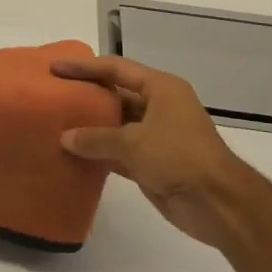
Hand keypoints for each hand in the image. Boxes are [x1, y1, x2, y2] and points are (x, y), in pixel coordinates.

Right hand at [52, 55, 271, 250]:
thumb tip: (65, 138)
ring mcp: (156, 135)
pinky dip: (99, 153)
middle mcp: (159, 107)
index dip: (84, 67)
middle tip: (53, 96)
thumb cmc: (179, 157)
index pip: (115, 69)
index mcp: (161, 88)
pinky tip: (74, 155)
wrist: (218, 204)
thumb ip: (96, 138)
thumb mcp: (133, 143)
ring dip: (91, 127)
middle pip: (115, 95)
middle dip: (86, 96)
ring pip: (116, 125)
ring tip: (56, 125)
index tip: (55, 68)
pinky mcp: (152, 163)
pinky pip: (119, 152)